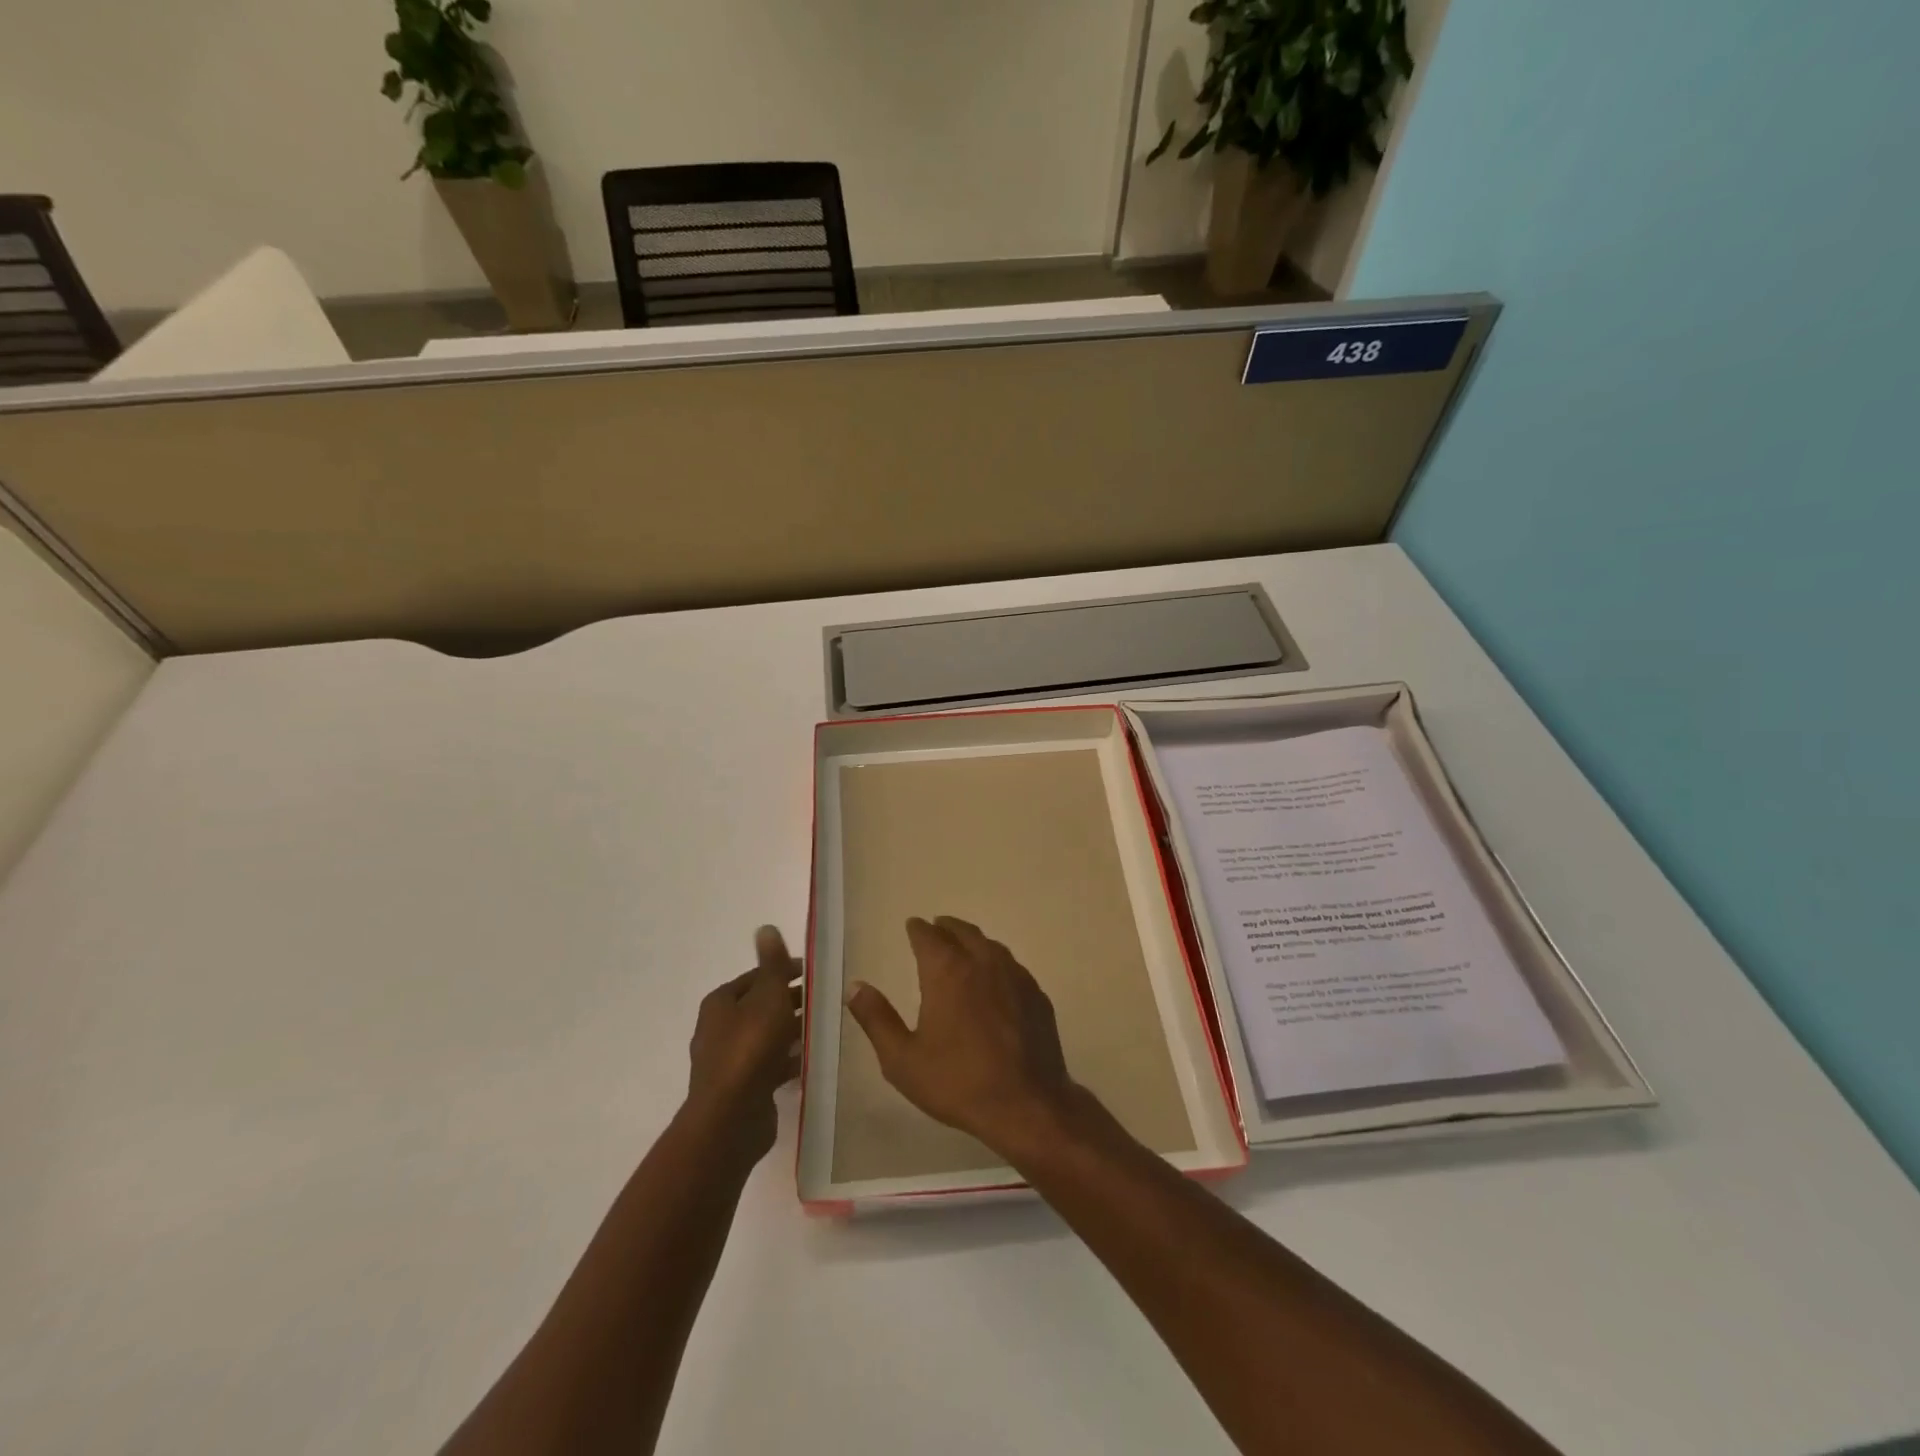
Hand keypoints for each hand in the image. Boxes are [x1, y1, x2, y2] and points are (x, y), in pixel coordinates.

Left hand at [686, 926, 801, 1163]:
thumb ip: (772, 964)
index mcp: (720, 1003)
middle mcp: (718, 1029)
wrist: (731, 1118)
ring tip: (820, 1028)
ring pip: (765, 1037)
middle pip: (759, 1007)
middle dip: (788, 1002)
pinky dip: (786, 1060)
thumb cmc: (750, 1047)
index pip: (755, 978)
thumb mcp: (768, 996)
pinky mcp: (740, 1089)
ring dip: (789, 1032)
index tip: (812, 974)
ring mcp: (728, 1062)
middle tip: (821, 1000)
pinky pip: (768, 1066)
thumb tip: (765, 927)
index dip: (782, 972)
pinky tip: (809, 1061)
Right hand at [845, 916, 1075, 1157]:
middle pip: (963, 932)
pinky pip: (1012, 966)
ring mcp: (1014, 976)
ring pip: (990, 945)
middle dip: (946, 927)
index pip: (928, 936)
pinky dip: (996, 962)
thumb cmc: (958, 1082)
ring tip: (963, 946)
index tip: (912, 926)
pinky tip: (995, 978)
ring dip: (973, 940)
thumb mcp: (902, 1059)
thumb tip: (855, 986)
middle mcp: (982, 962)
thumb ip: (876, 1019)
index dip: (918, 929)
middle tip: (936, 927)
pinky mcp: (1036, 994)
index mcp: (947, 971)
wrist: (1027, 1104)